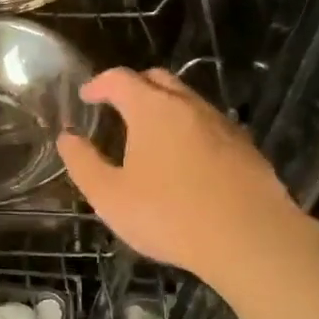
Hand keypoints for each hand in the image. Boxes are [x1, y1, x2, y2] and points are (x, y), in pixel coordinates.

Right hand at [58, 67, 312, 289]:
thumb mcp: (110, 196)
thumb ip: (83, 163)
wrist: (251, 239)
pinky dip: (189, 130)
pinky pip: (209, 125)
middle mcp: (188, 105)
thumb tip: (68, 137)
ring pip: (187, 101)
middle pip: (157, 80)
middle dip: (133, 87)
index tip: (87, 97)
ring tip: (150, 137)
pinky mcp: (245, 147)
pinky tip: (185, 161)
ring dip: (164, 108)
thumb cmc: (170, 215)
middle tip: (117, 108)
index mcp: (152, 109)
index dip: (98, 84)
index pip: (120, 79)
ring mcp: (222, 124)